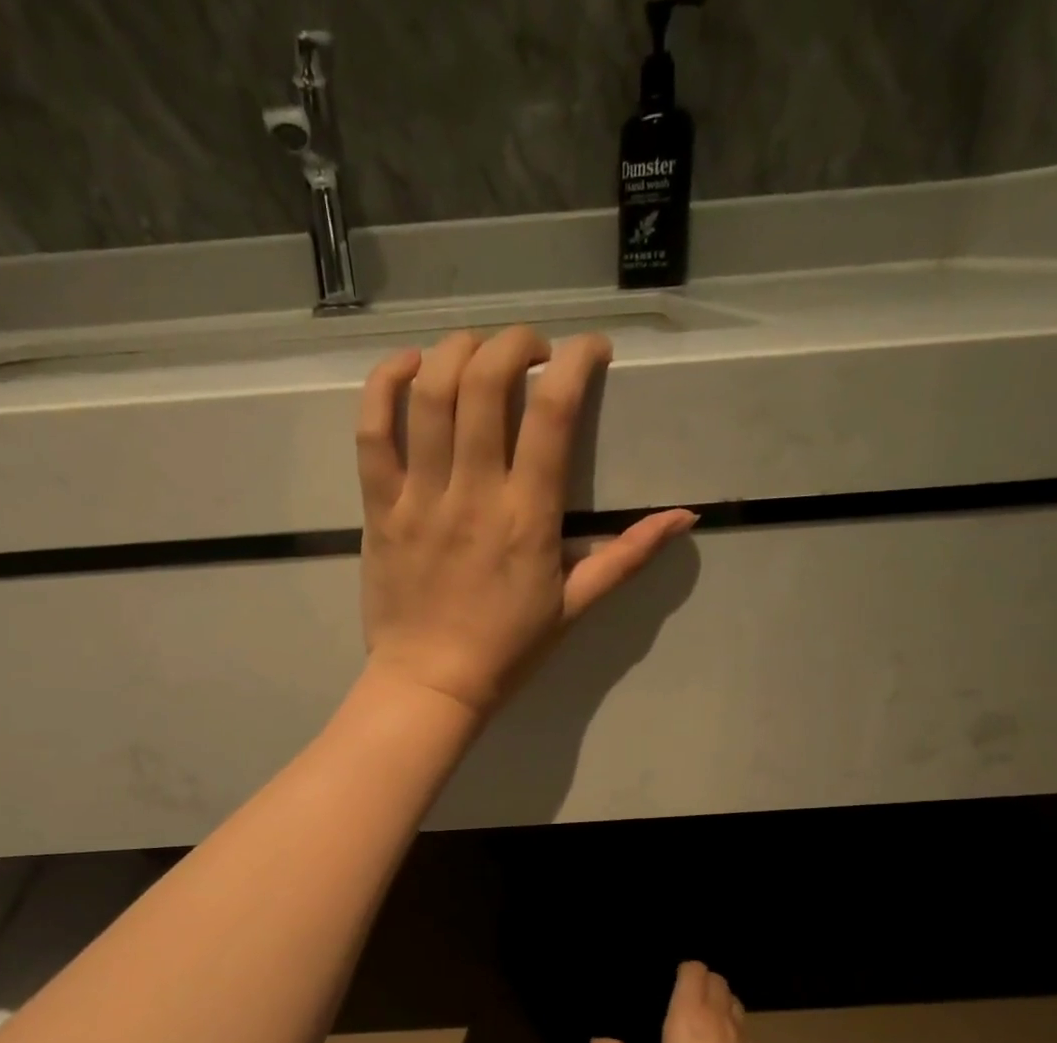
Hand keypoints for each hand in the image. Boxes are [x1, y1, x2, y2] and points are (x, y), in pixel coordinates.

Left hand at [356, 327, 696, 716]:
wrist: (431, 685)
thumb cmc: (507, 650)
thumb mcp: (575, 607)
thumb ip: (626, 557)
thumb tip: (684, 517)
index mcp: (528, 518)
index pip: (553, 414)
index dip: (575, 362)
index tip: (588, 351)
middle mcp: (473, 495)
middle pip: (485, 384)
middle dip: (513, 343)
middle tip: (529, 350)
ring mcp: (419, 499)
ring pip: (429, 395)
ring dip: (455, 351)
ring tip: (475, 349)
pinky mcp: (378, 509)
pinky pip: (372, 434)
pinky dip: (384, 386)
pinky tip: (408, 368)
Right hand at [593, 961, 779, 1042]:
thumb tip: (596, 1041)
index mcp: (688, 1015)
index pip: (695, 968)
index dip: (685, 972)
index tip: (672, 985)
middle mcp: (719, 1016)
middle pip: (717, 979)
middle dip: (703, 983)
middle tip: (685, 1003)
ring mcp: (745, 1036)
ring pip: (735, 1001)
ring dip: (721, 1003)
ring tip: (705, 1026)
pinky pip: (746, 1029)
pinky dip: (734, 1030)